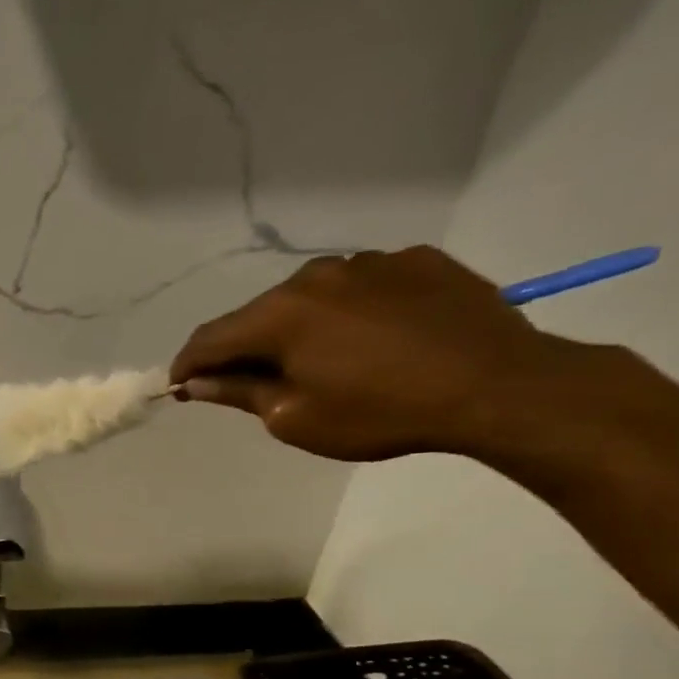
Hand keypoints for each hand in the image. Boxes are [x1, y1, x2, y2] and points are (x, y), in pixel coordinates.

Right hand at [169, 246, 588, 461]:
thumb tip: (197, 381)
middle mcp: (316, 275)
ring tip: (319, 361)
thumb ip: (239, 392)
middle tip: (251, 382)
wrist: (498, 387)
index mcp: (280, 314)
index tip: (180, 385)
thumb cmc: (380, 413)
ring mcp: (371, 262)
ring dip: (299, 326)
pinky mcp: (417, 261)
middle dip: (245, 347)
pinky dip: (350, 311)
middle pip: (259, 314)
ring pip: (311, 296)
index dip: (188, 364)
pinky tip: (372, 339)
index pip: (210, 337)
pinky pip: (363, 286)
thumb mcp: (294, 418)